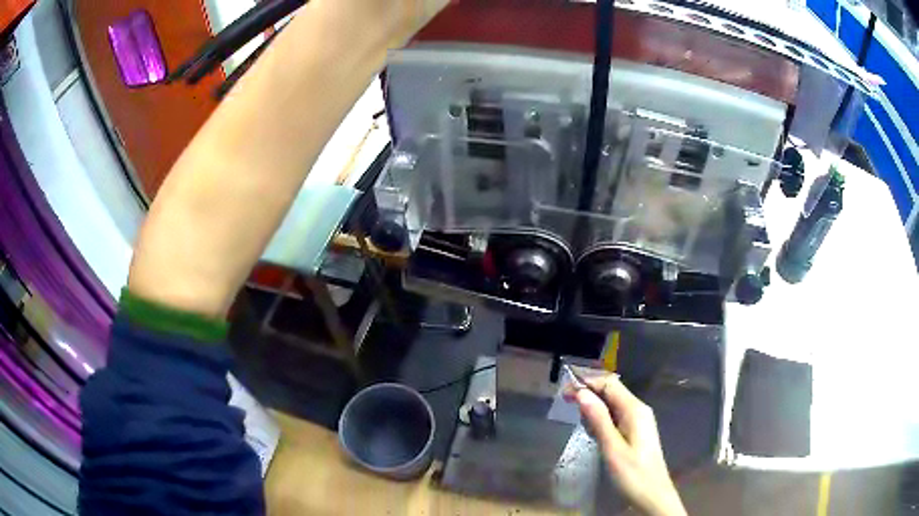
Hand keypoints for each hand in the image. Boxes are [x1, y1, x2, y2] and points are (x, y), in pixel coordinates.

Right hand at [567, 375, 686, 515]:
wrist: (652, 495)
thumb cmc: (632, 473)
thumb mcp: (612, 447)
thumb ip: (598, 419)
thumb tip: (581, 393)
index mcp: (634, 409)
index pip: (609, 384)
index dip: (587, 383)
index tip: (565, 391)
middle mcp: (638, 409)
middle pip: (611, 391)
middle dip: (589, 395)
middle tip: (567, 406)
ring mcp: (639, 420)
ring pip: (612, 404)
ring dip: (594, 408)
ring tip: (581, 424)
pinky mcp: (636, 431)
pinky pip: (616, 416)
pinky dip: (602, 419)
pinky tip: (594, 433)